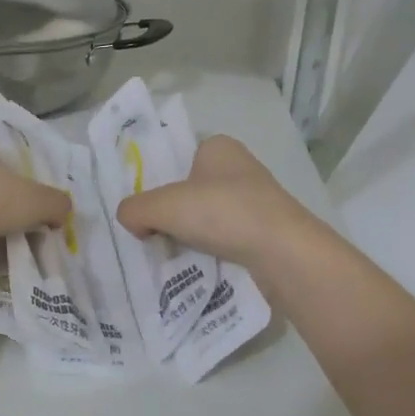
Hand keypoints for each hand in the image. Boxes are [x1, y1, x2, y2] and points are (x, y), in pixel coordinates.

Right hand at [115, 135, 316, 271]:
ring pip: (208, 217)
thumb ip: (135, 209)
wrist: (283, 254)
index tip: (143, 207)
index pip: (178, 157)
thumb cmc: (223, 213)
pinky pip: (226, 239)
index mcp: (219, 147)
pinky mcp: (265, 233)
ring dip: (190, 235)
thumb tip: (131, 222)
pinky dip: (210, 252)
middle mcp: (240, 168)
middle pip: (190, 191)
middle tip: (148, 234)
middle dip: (172, 213)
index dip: (158, 181)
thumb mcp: (164, 206)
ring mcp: (256, 201)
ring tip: (168, 255)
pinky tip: (195, 267)